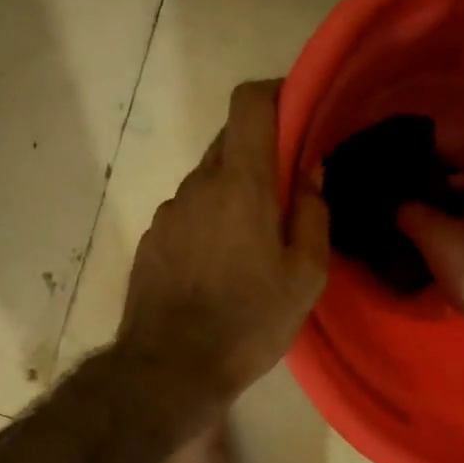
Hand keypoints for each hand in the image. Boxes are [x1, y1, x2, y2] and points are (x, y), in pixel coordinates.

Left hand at [117, 80, 328, 407]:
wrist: (170, 368)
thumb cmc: (249, 322)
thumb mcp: (305, 276)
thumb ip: (312, 214)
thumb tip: (309, 171)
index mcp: (240, 184)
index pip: (249, 102)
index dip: (275, 94)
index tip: (298, 112)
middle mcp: (197, 185)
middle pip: (229, 141)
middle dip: (261, 154)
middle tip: (286, 196)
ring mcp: (167, 212)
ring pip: (207, 182)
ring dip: (233, 195)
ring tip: (251, 247)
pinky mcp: (151, 240)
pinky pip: (187, 213)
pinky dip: (208, 222)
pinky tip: (218, 268)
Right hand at [397, 162, 463, 366]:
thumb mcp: (435, 237)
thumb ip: (412, 213)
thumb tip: (402, 206)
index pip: (460, 149)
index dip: (429, 153)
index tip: (402, 163)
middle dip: (436, 184)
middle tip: (403, 196)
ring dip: (450, 209)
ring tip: (416, 221)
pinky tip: (441, 242)